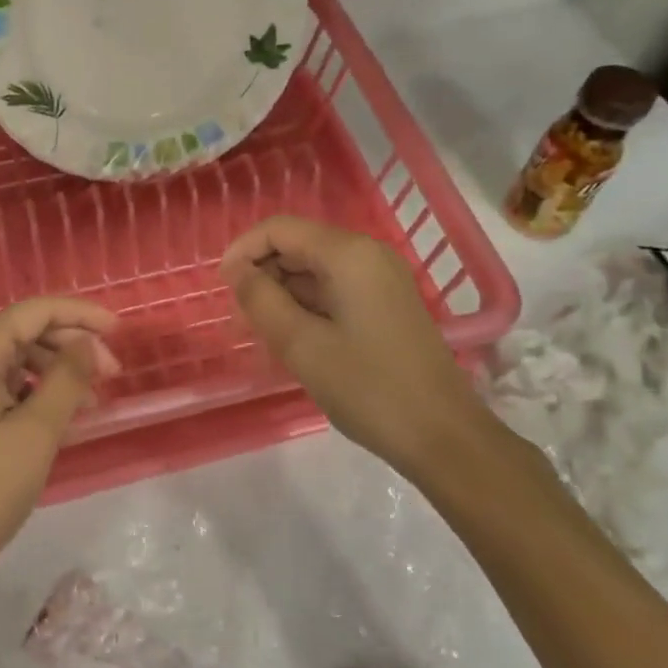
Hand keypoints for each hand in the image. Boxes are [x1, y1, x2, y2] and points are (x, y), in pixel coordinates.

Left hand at [0, 297, 119, 597]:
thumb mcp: (38, 432)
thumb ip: (68, 377)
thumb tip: (88, 342)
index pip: (33, 312)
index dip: (80, 314)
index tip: (119, 330)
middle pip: (23, 331)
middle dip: (71, 346)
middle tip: (112, 373)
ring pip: (13, 357)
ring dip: (55, 371)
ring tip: (93, 400)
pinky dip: (32, 390)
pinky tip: (62, 413)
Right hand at [221, 215, 487, 475]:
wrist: (445, 438)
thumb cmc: (369, 388)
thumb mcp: (303, 345)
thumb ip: (261, 300)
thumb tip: (236, 271)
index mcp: (348, 254)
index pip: (280, 229)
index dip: (243, 250)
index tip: (221, 287)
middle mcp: (367, 254)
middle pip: (298, 245)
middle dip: (262, 274)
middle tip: (239, 318)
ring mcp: (381, 279)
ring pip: (315, 270)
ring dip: (282, 293)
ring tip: (260, 334)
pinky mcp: (387, 304)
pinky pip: (334, 290)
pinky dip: (307, 306)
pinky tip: (291, 339)